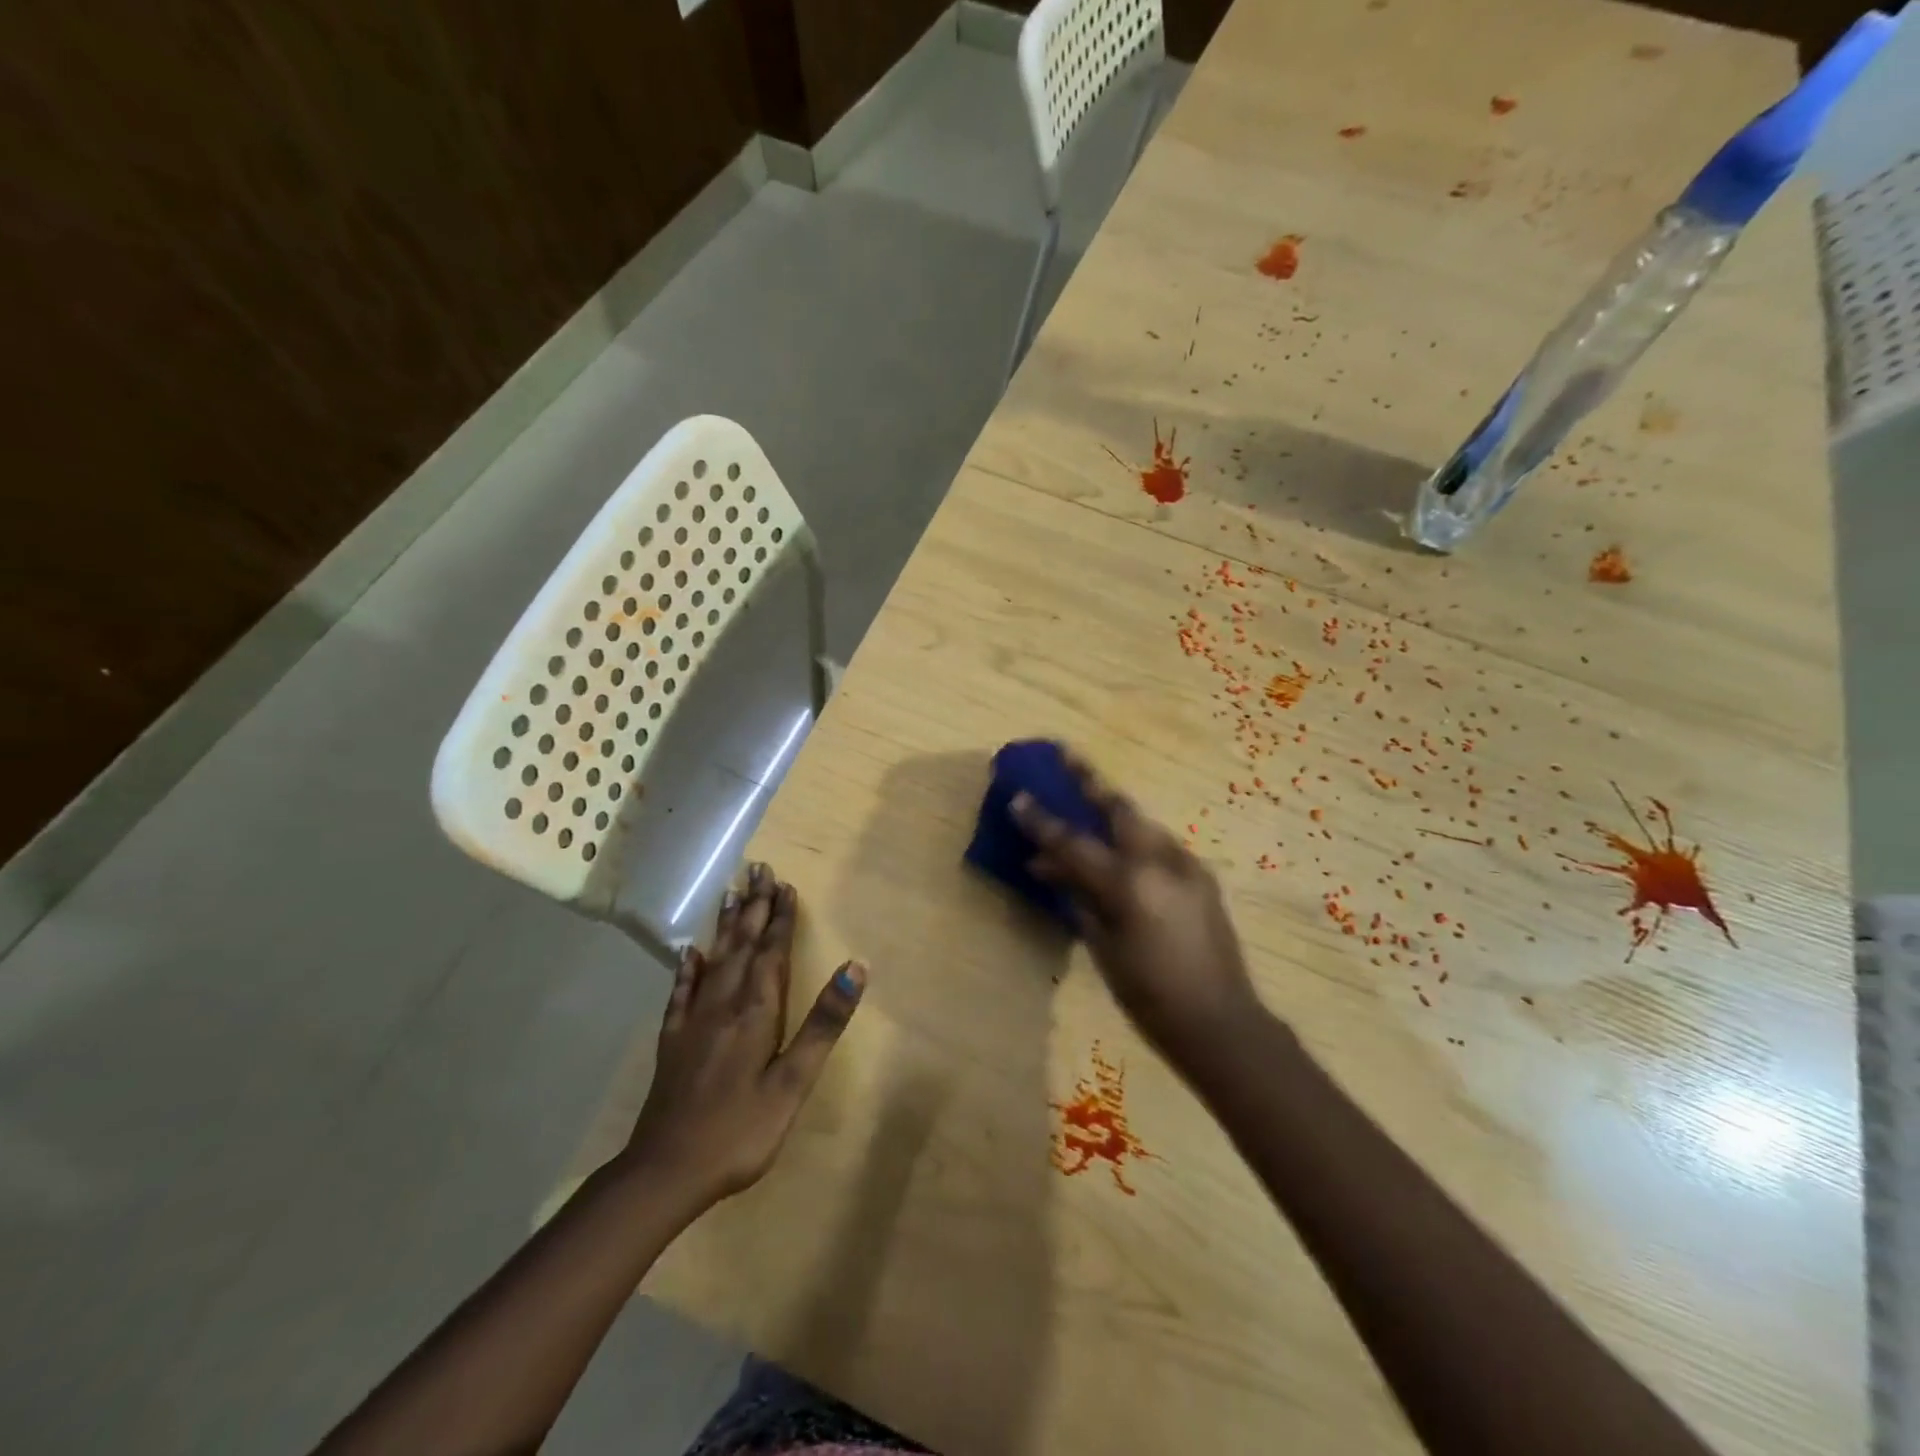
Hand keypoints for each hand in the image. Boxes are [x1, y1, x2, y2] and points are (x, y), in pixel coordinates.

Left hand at [626, 864, 865, 1205]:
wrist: (666, 1171)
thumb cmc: (741, 1129)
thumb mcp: (793, 1081)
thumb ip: (823, 1023)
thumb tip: (857, 967)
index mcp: (756, 1011)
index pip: (771, 952)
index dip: (780, 918)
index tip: (785, 885)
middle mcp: (723, 1004)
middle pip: (742, 945)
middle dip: (753, 907)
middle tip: (757, 869)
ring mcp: (693, 1021)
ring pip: (714, 960)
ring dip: (725, 925)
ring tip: (731, 893)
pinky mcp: (672, 1041)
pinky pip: (681, 992)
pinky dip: (688, 969)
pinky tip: (689, 953)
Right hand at [1012, 755, 1259, 1067]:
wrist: (1221, 1022)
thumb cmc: (1149, 995)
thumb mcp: (1103, 947)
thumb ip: (1078, 898)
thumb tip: (1050, 867)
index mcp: (1128, 885)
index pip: (1072, 844)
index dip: (1041, 820)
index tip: (1017, 794)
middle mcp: (1159, 863)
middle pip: (1118, 808)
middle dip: (1089, 780)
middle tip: (1066, 754)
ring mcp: (1185, 866)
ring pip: (1141, 823)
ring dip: (1112, 810)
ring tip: (1089, 800)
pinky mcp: (1201, 876)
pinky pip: (1159, 845)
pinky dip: (1134, 839)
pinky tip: (1123, 851)